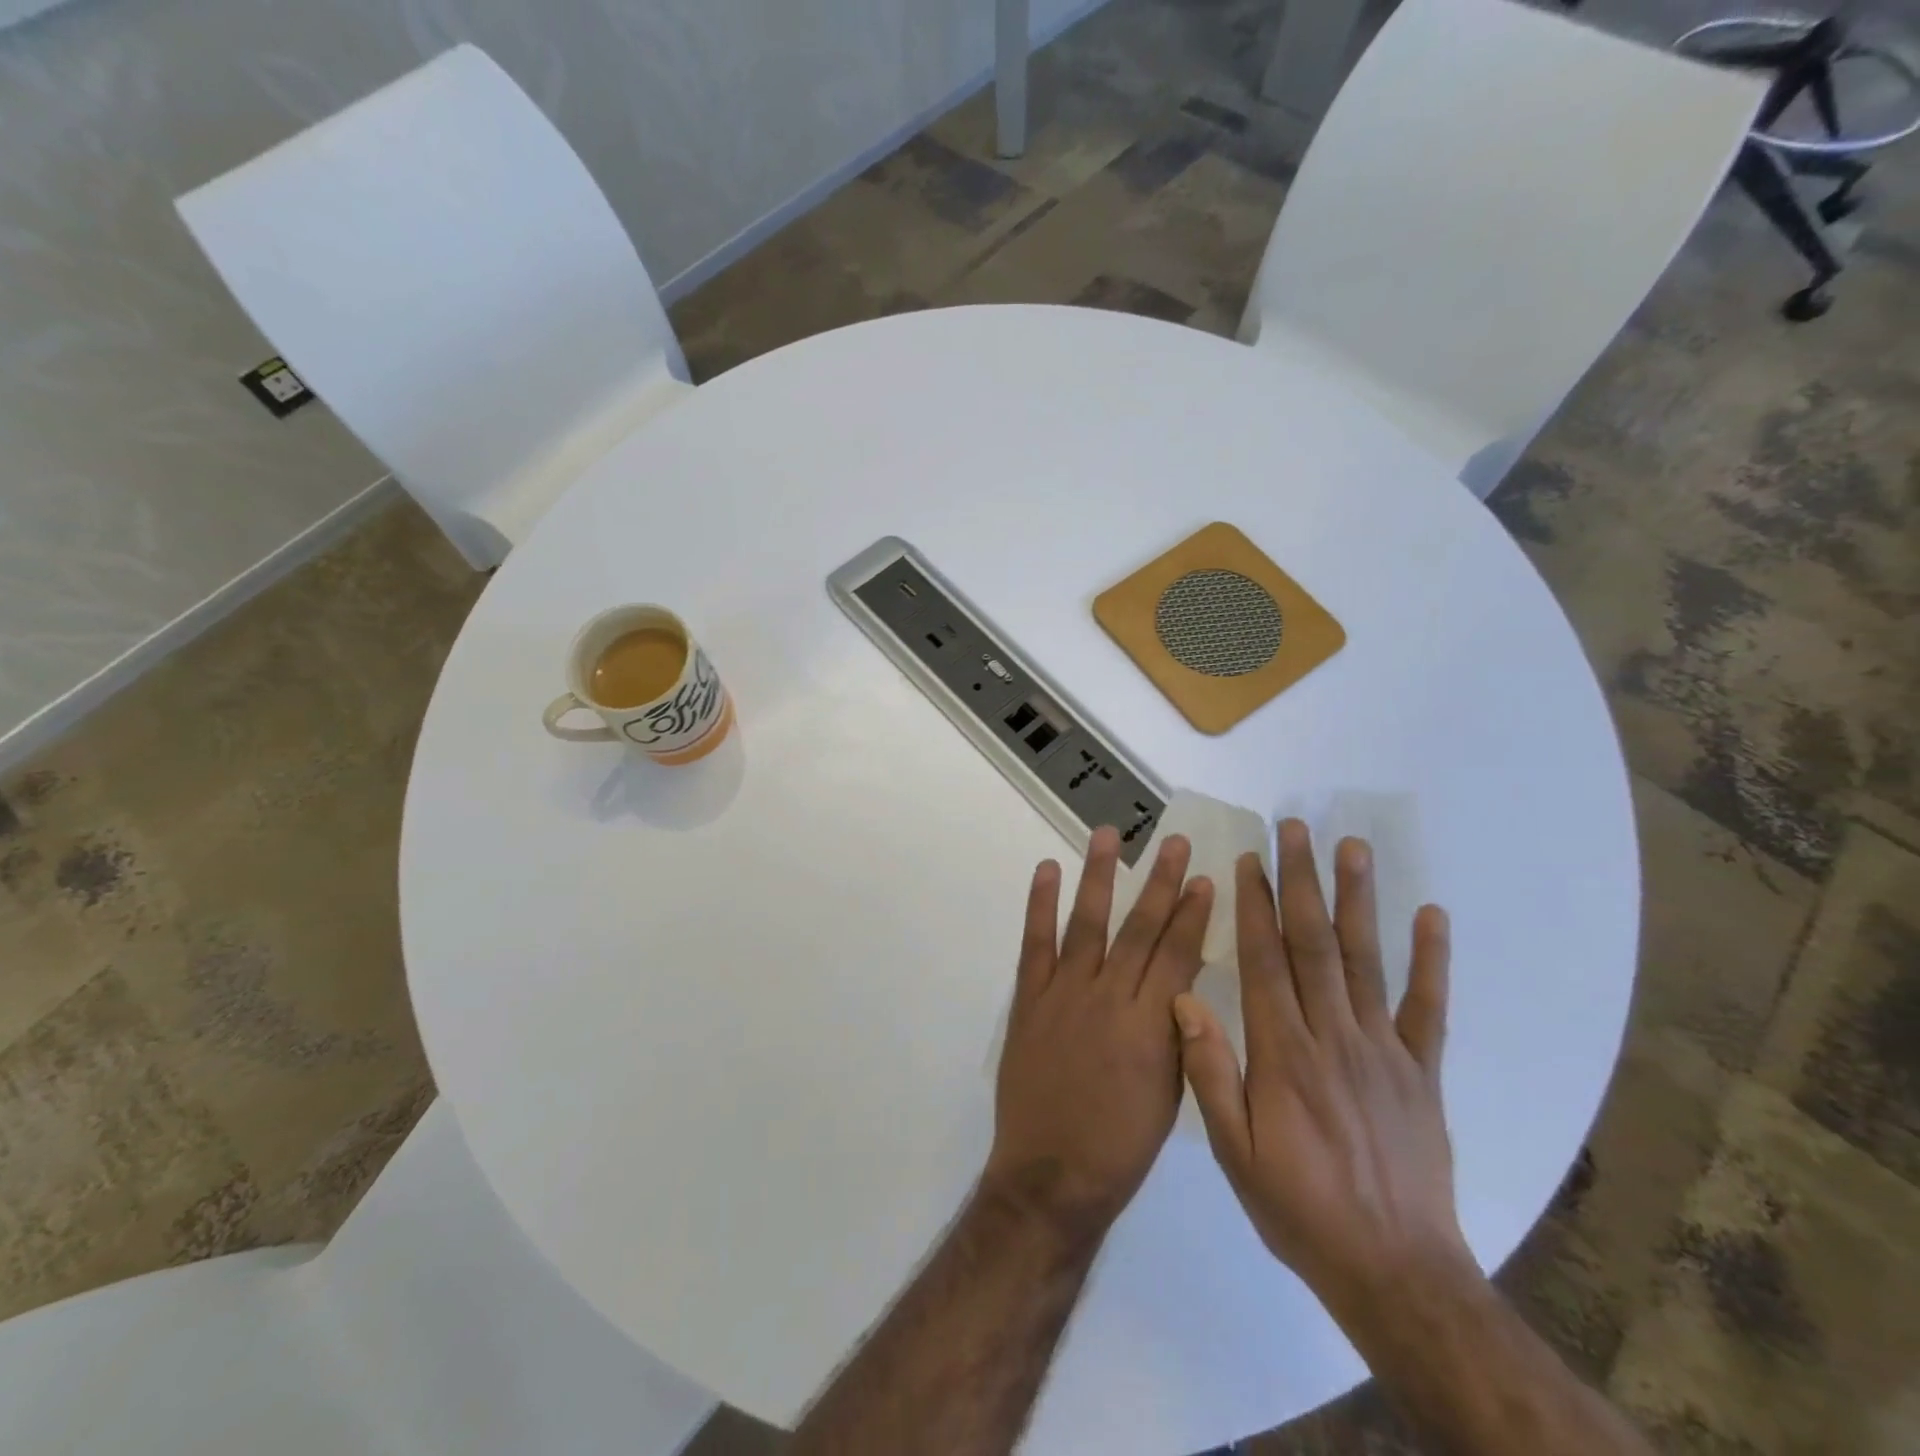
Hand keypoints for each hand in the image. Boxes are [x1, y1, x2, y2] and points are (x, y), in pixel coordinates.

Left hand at [984, 826, 1213, 1239]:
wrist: (1052, 1174)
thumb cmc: (1121, 1144)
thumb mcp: (1169, 1090)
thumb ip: (1176, 1029)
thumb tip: (1184, 977)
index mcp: (1150, 1025)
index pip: (1177, 954)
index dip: (1193, 914)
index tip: (1206, 878)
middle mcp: (1109, 997)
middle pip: (1139, 928)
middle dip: (1160, 882)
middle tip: (1174, 842)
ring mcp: (1064, 993)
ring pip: (1087, 922)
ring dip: (1098, 875)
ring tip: (1107, 833)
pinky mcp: (1030, 998)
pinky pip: (1035, 943)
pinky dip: (1039, 904)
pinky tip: (1047, 870)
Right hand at [1175, 819, 1470, 1323]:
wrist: (1395, 1273)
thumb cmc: (1299, 1208)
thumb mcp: (1234, 1151)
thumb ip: (1209, 1072)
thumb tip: (1183, 1000)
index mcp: (1283, 1053)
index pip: (1265, 961)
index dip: (1255, 906)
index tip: (1249, 861)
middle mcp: (1334, 1036)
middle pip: (1314, 944)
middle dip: (1302, 881)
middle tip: (1296, 829)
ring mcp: (1385, 1051)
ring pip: (1368, 960)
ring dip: (1359, 900)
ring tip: (1352, 848)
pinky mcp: (1423, 1073)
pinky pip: (1429, 1008)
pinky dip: (1432, 960)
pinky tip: (1432, 916)